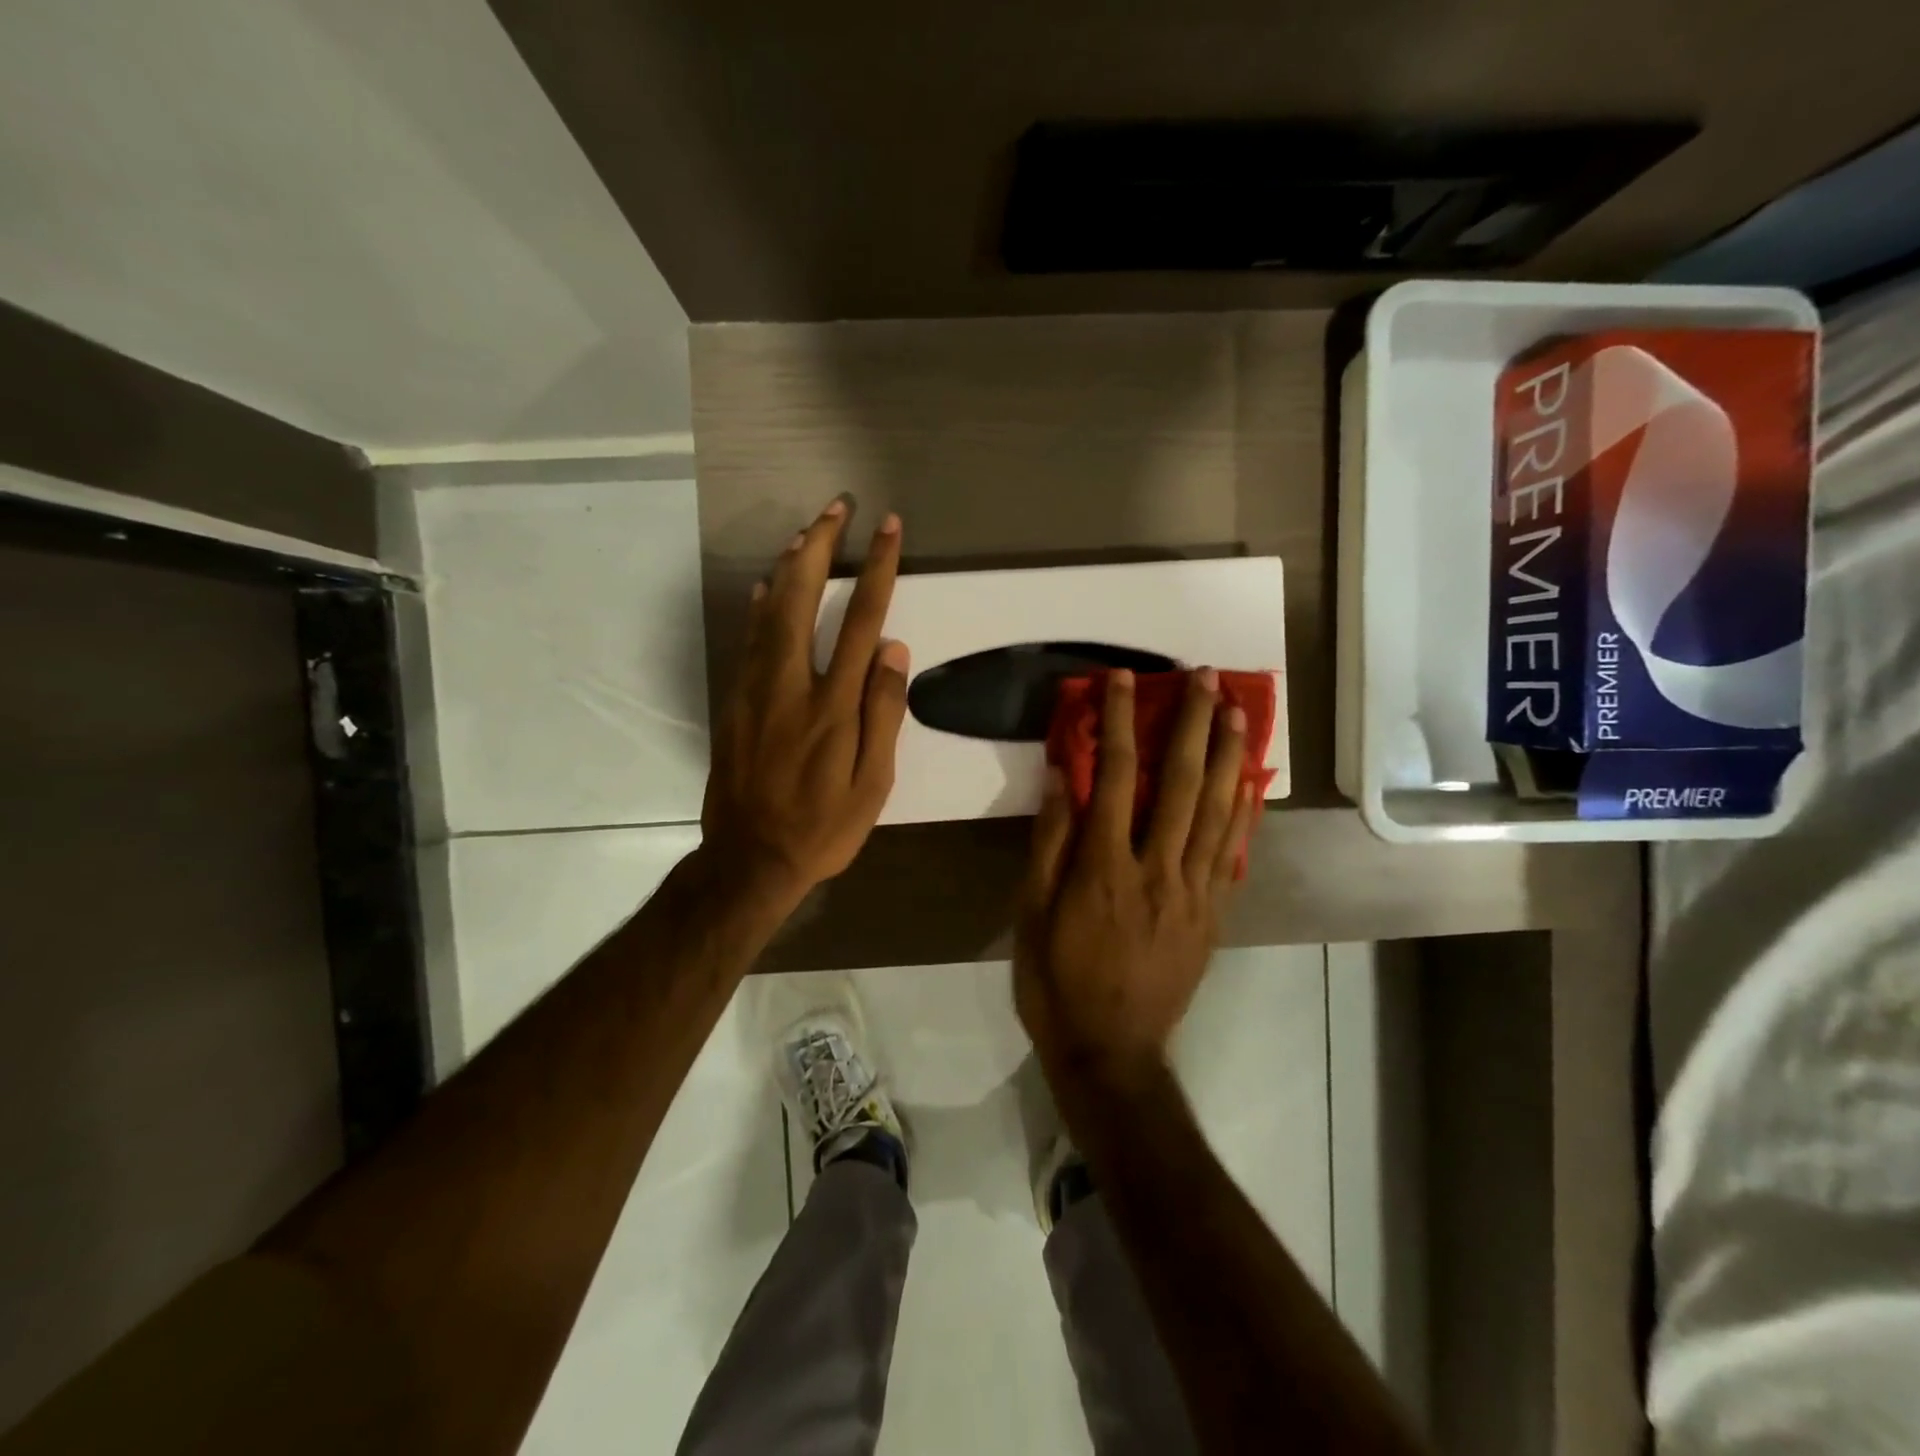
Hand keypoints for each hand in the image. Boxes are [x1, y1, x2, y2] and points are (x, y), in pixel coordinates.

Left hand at [702, 498, 907, 906]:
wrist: (750, 860)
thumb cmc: (822, 828)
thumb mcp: (872, 785)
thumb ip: (883, 714)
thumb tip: (894, 650)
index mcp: (833, 705)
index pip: (862, 620)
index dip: (878, 569)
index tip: (888, 529)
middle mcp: (790, 684)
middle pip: (804, 598)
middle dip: (821, 545)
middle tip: (836, 506)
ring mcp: (754, 690)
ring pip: (769, 611)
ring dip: (789, 565)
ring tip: (806, 531)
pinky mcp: (733, 702)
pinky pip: (748, 640)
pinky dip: (760, 606)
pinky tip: (768, 587)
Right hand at [1014, 668, 1258, 1088]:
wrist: (1112, 1053)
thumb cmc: (1057, 982)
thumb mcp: (1030, 915)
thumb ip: (1050, 843)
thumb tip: (1064, 778)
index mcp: (1105, 868)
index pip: (1116, 776)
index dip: (1120, 721)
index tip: (1122, 680)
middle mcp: (1157, 869)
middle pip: (1181, 782)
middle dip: (1191, 724)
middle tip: (1203, 678)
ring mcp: (1193, 892)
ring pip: (1217, 810)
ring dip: (1228, 756)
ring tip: (1235, 711)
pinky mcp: (1212, 914)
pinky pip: (1233, 852)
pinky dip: (1243, 811)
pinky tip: (1250, 780)